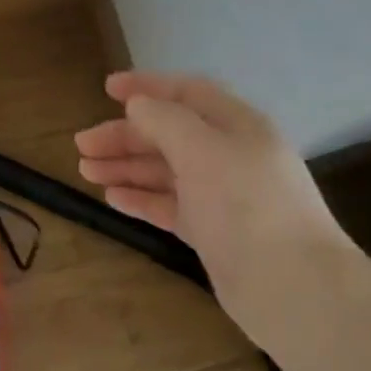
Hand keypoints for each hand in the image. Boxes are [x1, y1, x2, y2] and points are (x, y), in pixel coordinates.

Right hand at [74, 71, 353, 307]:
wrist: (289, 283)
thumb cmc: (246, 204)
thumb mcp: (203, 150)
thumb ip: (166, 121)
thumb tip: (138, 104)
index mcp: (237, 125)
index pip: (188, 94)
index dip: (147, 87)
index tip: (106, 88)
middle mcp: (229, 155)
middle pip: (169, 134)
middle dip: (125, 135)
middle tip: (82, 145)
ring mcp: (220, 195)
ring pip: (164, 171)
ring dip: (126, 166)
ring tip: (85, 170)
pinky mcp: (211, 231)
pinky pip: (168, 205)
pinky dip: (140, 198)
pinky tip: (112, 198)